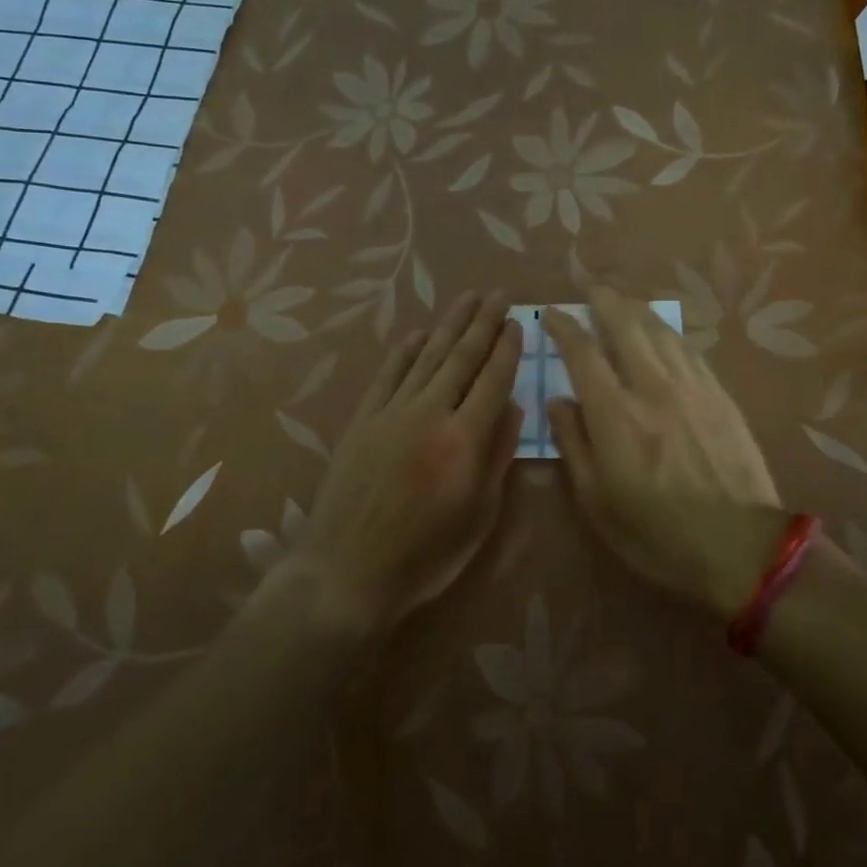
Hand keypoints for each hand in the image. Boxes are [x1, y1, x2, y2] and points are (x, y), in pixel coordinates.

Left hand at [290, 291, 522, 635]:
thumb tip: (515, 406)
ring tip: (467, 298)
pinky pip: (388, 375)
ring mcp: (391, 413)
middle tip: (498, 294)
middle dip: (483, 323)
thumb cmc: (425, 555)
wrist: (347, 572)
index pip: (493, 380)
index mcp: (463, 440)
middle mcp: (429, 414)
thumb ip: (498, 456)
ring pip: (426, 358)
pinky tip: (418, 333)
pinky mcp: (363, 420)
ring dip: (449, 325)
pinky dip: (404, 351)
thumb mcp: (479, 516)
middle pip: (461, 358)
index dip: (507, 348)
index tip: (518, 321)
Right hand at [545, 287, 786, 620]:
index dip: (565, 327)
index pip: (583, 353)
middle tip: (592, 289)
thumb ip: (574, 444)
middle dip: (605, 301)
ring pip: (661, 331)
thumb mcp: (598, 503)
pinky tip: (663, 333)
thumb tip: (559, 401)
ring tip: (623, 301)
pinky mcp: (720, 395)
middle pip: (627, 325)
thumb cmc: (658, 535)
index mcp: (616, 416)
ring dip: (637, 310)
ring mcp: (692, 387)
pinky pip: (689, 350)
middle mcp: (653, 388)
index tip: (553, 314)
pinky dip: (668, 334)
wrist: (741, 547)